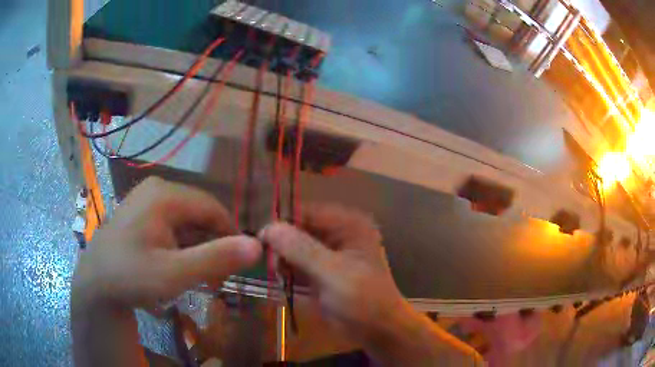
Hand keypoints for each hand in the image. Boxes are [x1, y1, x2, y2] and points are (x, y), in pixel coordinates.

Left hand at [72, 177, 261, 308]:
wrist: (95, 283)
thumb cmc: (131, 277)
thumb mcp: (174, 274)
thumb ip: (216, 259)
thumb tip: (258, 246)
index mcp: (165, 195)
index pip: (213, 208)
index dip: (231, 235)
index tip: (237, 266)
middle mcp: (157, 190)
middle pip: (199, 214)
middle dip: (211, 246)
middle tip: (215, 279)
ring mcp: (146, 200)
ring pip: (186, 222)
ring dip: (197, 249)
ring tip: (197, 277)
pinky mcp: (141, 213)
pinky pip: (171, 226)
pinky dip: (181, 247)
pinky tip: (177, 267)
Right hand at [260, 204, 404, 343]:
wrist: (378, 330)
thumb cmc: (363, 300)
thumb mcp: (333, 273)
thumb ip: (300, 249)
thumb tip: (268, 227)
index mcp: (348, 225)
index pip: (306, 212)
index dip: (281, 221)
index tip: (259, 238)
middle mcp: (337, 233)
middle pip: (298, 229)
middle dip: (280, 243)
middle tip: (268, 262)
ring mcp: (328, 254)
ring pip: (293, 247)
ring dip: (281, 259)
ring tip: (275, 274)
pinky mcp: (320, 271)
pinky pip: (296, 264)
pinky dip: (286, 271)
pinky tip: (280, 280)